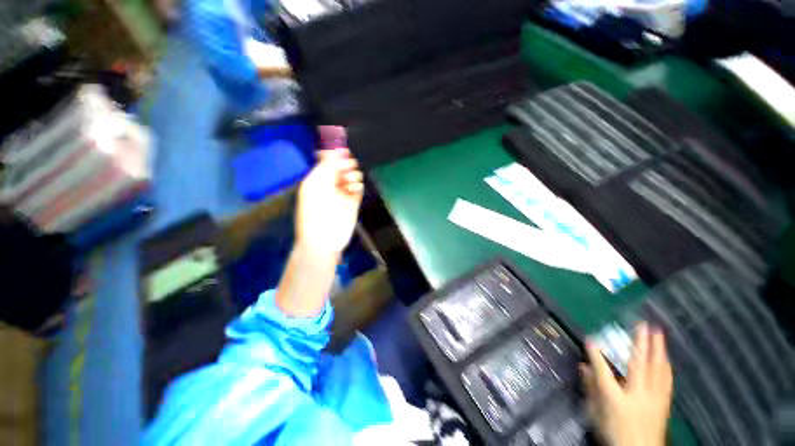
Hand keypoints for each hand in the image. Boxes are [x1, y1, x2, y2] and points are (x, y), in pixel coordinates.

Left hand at [295, 148, 363, 256]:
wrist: (324, 240)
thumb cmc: (315, 213)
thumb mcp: (316, 186)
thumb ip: (326, 167)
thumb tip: (332, 149)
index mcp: (316, 179)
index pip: (327, 161)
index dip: (335, 154)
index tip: (343, 149)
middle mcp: (329, 185)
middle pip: (341, 167)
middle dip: (345, 164)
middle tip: (348, 166)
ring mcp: (342, 194)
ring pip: (351, 176)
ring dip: (352, 175)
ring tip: (350, 181)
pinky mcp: (353, 202)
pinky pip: (358, 188)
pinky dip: (357, 185)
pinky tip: (354, 189)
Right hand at [582, 323, 673, 445]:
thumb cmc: (614, 432)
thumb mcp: (596, 414)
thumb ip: (590, 390)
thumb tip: (583, 367)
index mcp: (616, 399)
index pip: (603, 373)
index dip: (596, 355)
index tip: (590, 338)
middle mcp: (637, 395)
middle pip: (639, 365)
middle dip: (640, 343)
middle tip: (643, 324)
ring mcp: (653, 398)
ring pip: (657, 369)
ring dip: (658, 350)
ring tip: (659, 333)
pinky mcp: (663, 402)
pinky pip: (666, 380)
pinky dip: (666, 366)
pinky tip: (666, 358)